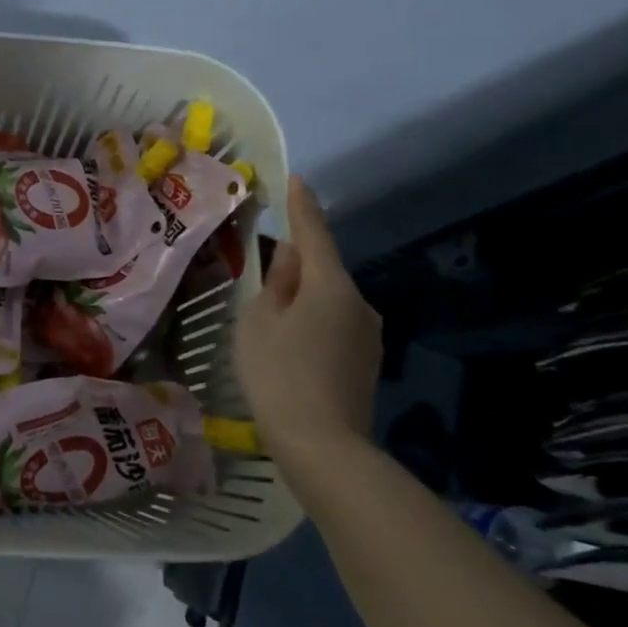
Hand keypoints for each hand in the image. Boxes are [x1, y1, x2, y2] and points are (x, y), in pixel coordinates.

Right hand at [233, 175, 382, 463]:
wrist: (322, 446)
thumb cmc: (278, 374)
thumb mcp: (259, 322)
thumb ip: (275, 285)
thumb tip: (292, 261)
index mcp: (330, 286)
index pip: (314, 234)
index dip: (302, 206)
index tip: (297, 179)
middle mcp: (359, 303)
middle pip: (322, 272)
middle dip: (295, 269)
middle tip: (262, 283)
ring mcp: (368, 336)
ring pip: (329, 302)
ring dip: (303, 302)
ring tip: (271, 328)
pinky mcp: (367, 363)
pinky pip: (336, 327)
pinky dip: (313, 327)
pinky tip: (291, 353)